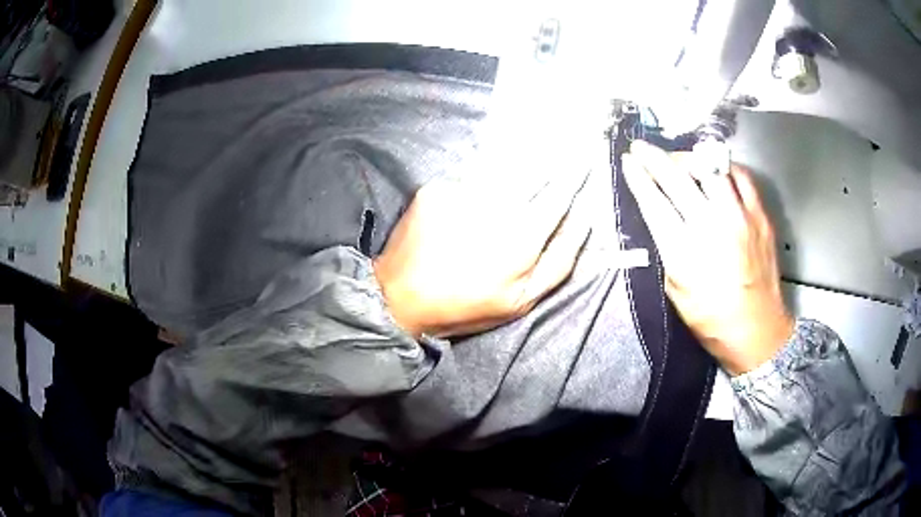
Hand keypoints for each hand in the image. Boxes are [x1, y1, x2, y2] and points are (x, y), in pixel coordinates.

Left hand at [373, 174, 590, 338]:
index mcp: (523, 236)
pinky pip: (468, 175)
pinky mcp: (435, 188)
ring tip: (524, 163)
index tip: (585, 157)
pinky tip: (476, 192)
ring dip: (516, 163)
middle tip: (560, 150)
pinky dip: (480, 177)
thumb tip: (583, 221)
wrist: (400, 298)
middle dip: (548, 160)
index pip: (559, 193)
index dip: (575, 173)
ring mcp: (462, 192)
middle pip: (533, 170)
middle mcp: (495, 206)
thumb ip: (559, 261)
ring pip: (501, 167)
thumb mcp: (522, 301)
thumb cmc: (466, 305)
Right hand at [622, 140, 793, 375]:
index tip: (627, 162)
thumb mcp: (675, 291)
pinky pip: (740, 176)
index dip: (638, 177)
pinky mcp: (760, 216)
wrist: (756, 331)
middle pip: (677, 178)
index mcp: (684, 253)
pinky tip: (715, 171)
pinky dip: (723, 168)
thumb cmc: (711, 320)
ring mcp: (739, 218)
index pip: (654, 202)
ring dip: (688, 158)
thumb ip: (667, 249)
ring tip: (680, 160)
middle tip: (641, 148)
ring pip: (709, 168)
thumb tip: (660, 217)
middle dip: (653, 158)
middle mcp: (711, 228)